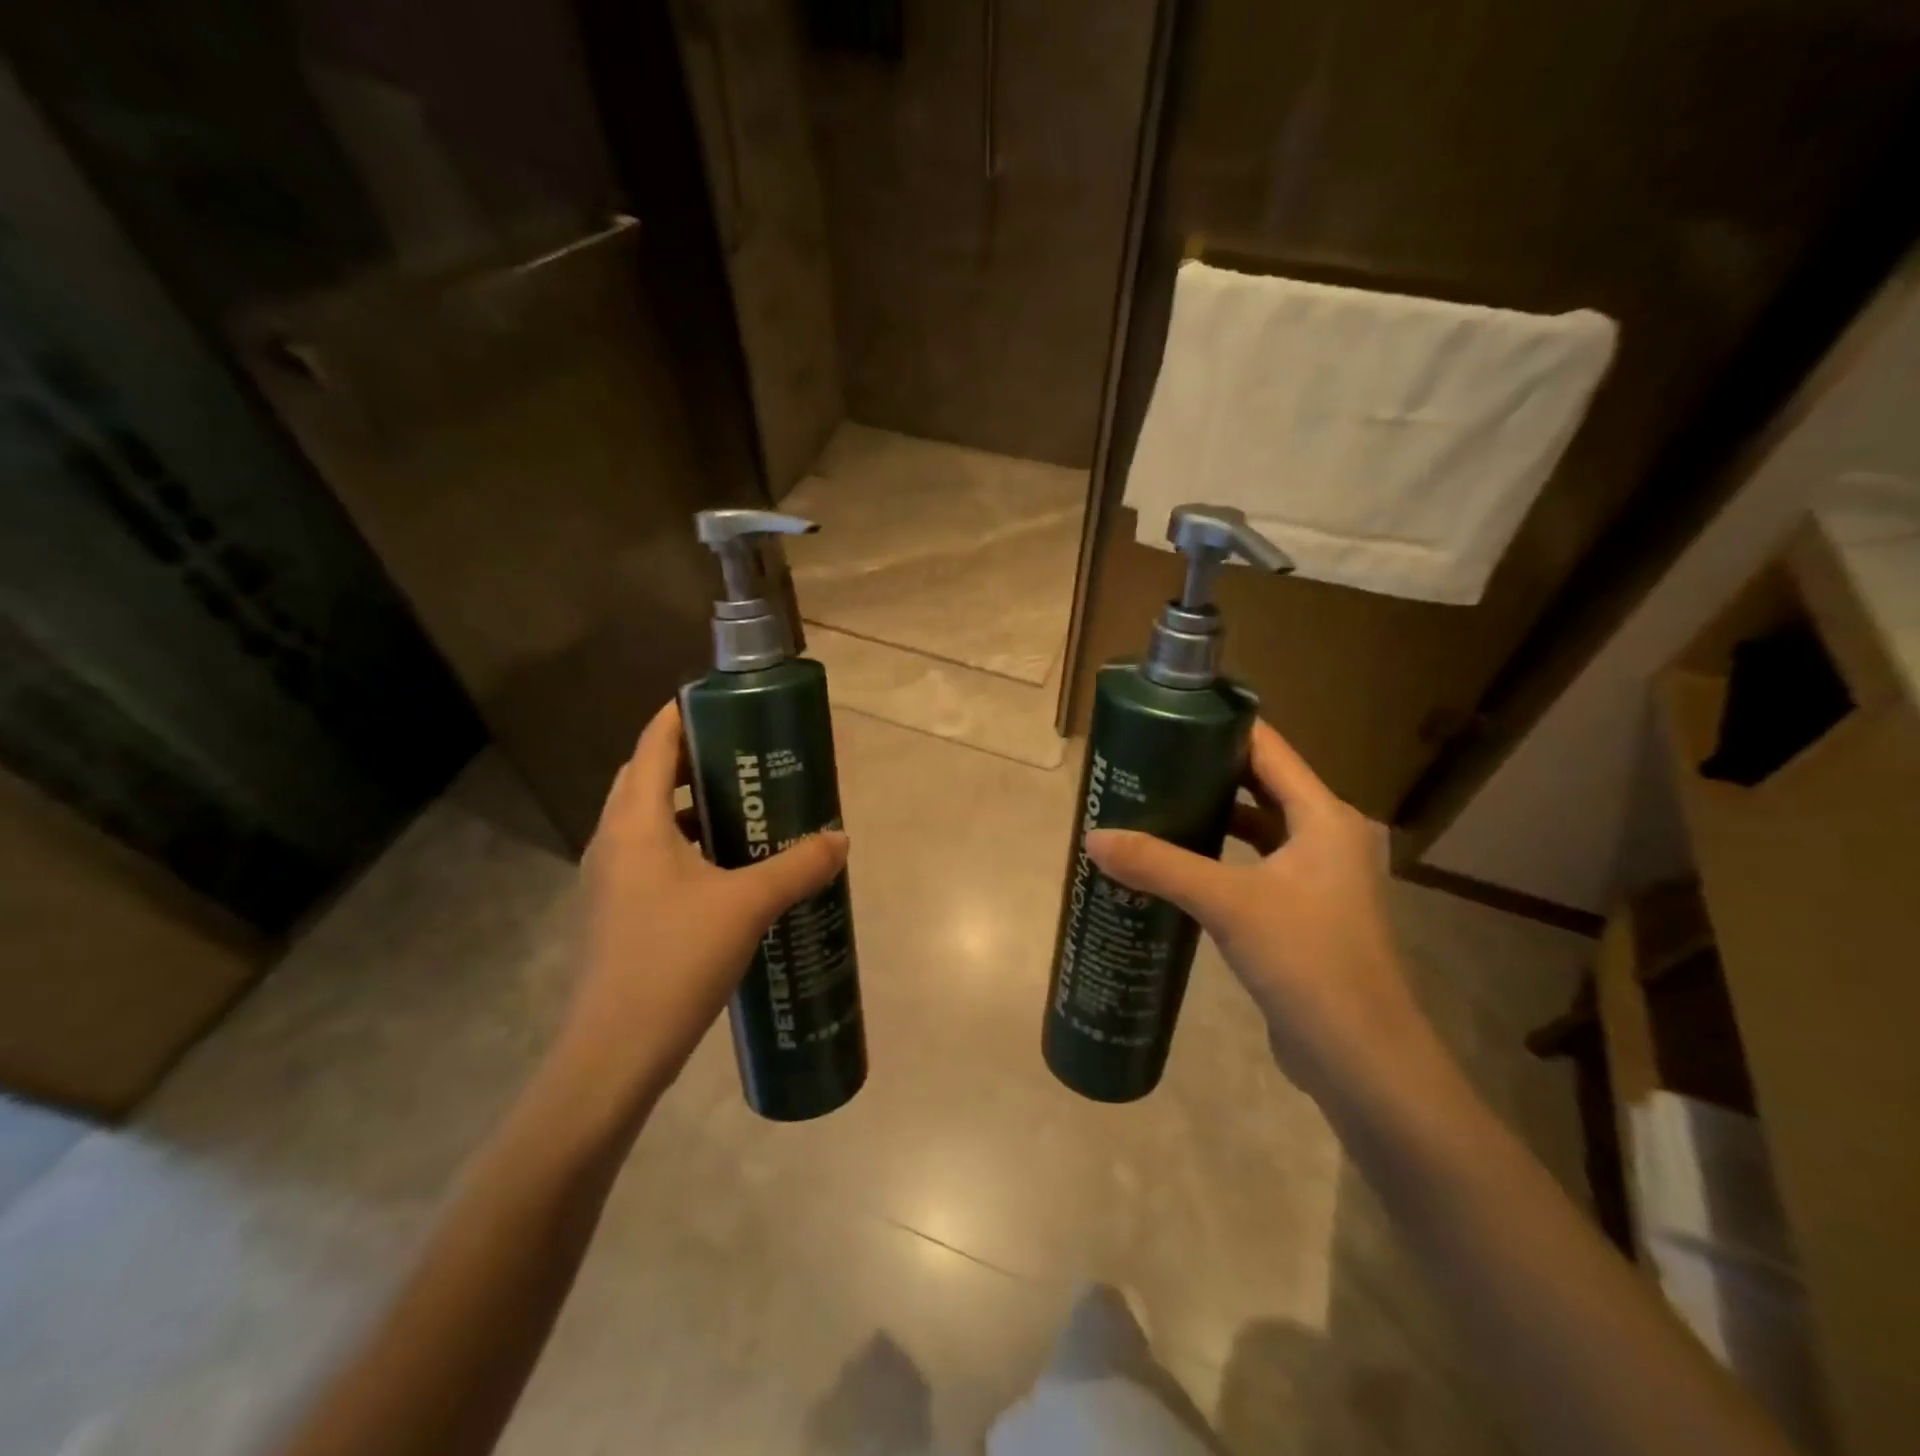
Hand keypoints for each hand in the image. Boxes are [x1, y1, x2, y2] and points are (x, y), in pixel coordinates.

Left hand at [562, 700, 848, 1103]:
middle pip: (647, 779)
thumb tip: (839, 839)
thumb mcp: (747, 906)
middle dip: (690, 761)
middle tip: (744, 759)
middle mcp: (613, 842)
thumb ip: (797, 866)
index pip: (652, 745)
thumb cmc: (674, 959)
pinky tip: (728, 872)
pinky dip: (687, 848)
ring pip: (649, 822)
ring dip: (689, 808)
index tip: (721, 703)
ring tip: (743, 811)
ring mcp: (611, 880)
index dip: (681, 715)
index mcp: (635, 823)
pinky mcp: (619, 913)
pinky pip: (653, 858)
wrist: (614, 1053)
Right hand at [1085, 720, 1435, 1103]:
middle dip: (1207, 771)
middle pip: (1262, 784)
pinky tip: (1179, 864)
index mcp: (1324, 817)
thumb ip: (1160, 866)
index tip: (1168, 718)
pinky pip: (1257, 865)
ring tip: (1155, 805)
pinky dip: (1222, 857)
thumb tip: (1093, 839)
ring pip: (1259, 827)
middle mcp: (1328, 836)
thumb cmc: (1308, 962)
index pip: (1268, 748)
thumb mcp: (1228, 904)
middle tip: (1148, 763)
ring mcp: (1319, 877)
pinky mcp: (1306, 912)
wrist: (1363, 1059)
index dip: (1220, 727)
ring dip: (1213, 816)